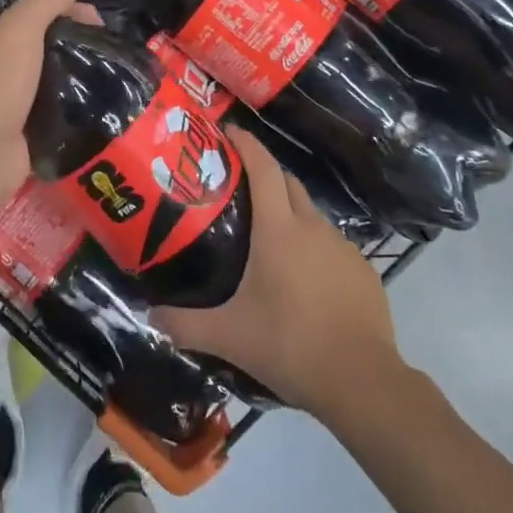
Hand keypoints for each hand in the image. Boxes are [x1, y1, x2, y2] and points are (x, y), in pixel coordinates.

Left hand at [0, 0, 87, 206]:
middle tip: (100, 47)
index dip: (55, 9)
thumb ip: (46, 2)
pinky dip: (69, 111)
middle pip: (34, 48)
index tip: (90, 17)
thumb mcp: (21, 25)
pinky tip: (93, 105)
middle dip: (66, 44)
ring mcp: (2, 104)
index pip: (21, 14)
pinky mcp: (18, 134)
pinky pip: (50, 115)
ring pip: (44, 82)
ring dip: (70, 79)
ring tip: (104, 75)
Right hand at [156, 128, 400, 419]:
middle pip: (288, 183)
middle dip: (265, 175)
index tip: (230, 131)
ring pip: (311, 216)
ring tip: (268, 241)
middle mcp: (313, 227)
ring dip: (290, 216)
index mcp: (279, 230)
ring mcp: (343, 247)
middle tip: (238, 188)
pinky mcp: (363, 270)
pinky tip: (303, 281)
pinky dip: (313, 249)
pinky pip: (331, 246)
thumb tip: (149, 316)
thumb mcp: (229, 337)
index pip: (263, 168)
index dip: (247, 144)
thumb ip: (185, 325)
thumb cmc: (290, 345)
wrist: (362, 381)